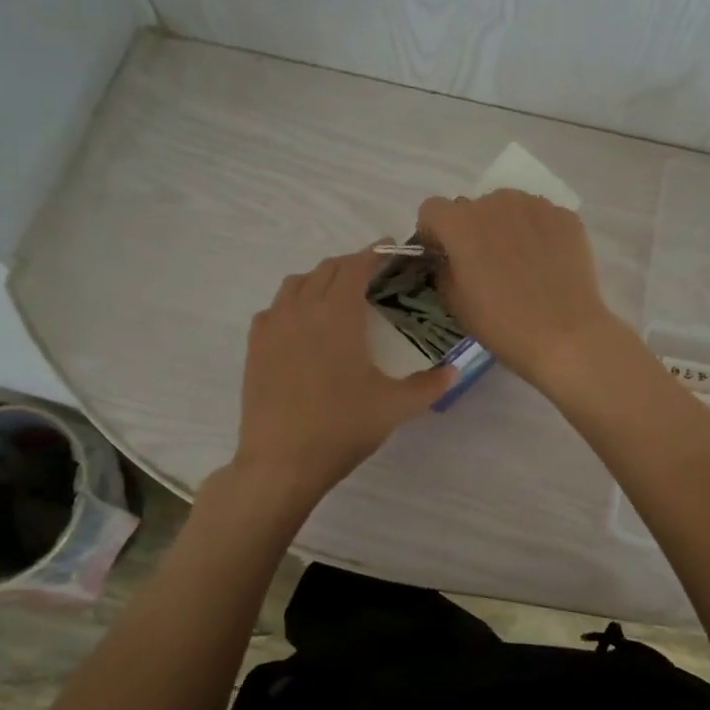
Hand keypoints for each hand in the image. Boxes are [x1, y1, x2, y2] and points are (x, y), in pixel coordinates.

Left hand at [233, 248, 455, 500]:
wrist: (281, 461)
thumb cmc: (342, 428)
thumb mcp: (394, 407)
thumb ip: (428, 385)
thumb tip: (454, 371)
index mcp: (338, 315)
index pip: (356, 266)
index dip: (375, 251)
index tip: (392, 247)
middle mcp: (303, 310)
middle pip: (326, 269)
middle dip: (351, 263)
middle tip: (373, 273)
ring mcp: (274, 327)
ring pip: (296, 283)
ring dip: (320, 279)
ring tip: (338, 295)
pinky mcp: (255, 347)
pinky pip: (274, 308)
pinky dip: (292, 303)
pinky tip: (302, 324)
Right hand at [416, 189, 625, 390]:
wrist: (565, 335)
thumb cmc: (501, 324)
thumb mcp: (454, 302)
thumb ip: (443, 269)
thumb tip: (450, 259)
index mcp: (460, 222)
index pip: (432, 210)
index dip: (434, 233)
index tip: (444, 257)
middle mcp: (496, 202)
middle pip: (473, 208)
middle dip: (471, 230)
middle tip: (485, 265)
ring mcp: (535, 206)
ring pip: (509, 208)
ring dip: (506, 227)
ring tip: (520, 263)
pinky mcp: (566, 217)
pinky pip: (541, 218)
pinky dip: (538, 234)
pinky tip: (547, 264)